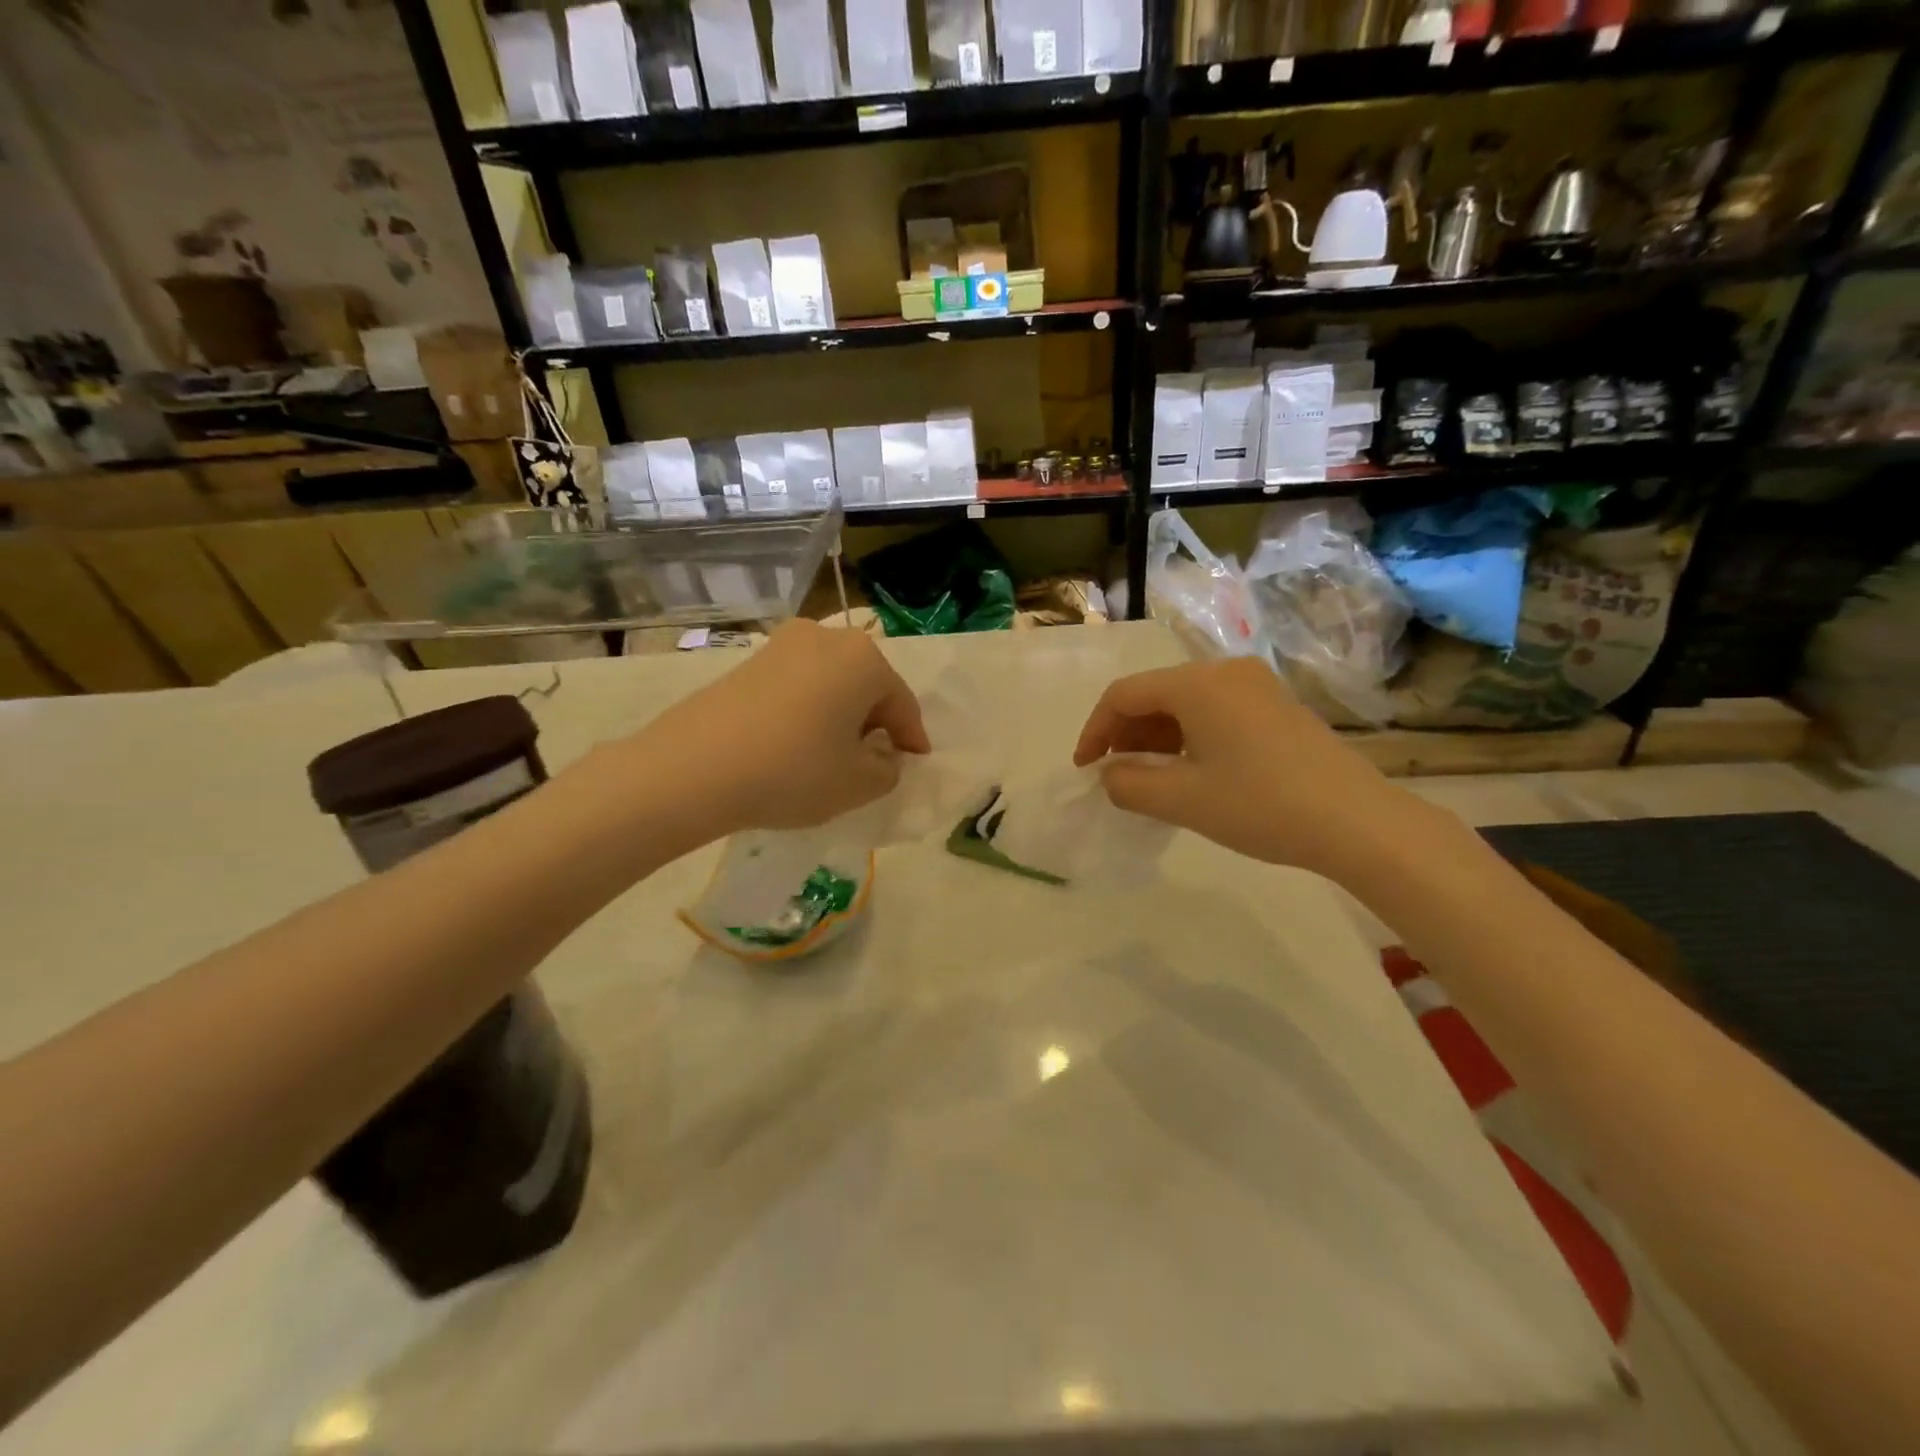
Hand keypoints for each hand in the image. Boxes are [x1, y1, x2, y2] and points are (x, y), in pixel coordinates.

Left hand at [637, 619, 929, 834]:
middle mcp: (826, 637)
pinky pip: (797, 685)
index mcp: (863, 659)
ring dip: (840, 714)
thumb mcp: (858, 784)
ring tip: (835, 752)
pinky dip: (808, 710)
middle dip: (875, 721)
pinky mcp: (748, 661)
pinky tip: (797, 742)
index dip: (911, 738)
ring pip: (830, 682)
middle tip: (876, 758)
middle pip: (866, 685)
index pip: (901, 703)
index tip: (915, 762)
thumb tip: (881, 754)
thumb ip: (887, 769)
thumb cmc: (794, 771)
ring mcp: (782, 645)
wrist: (694, 768)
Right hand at [1073, 658, 1412, 876]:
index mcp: (1197, 684)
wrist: (1358, 822)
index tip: (1086, 770)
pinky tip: (1190, 771)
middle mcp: (1225, 671)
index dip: (1095, 731)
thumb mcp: (1182, 800)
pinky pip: (1214, 711)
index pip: (1124, 695)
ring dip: (1156, 737)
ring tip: (1149, 779)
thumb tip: (1110, 775)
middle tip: (1115, 776)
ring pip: (1184, 703)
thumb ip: (1129, 784)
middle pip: (1154, 694)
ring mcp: (1255, 686)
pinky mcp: (1276, 706)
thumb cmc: (1261, 805)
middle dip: (1125, 734)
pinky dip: (1188, 737)